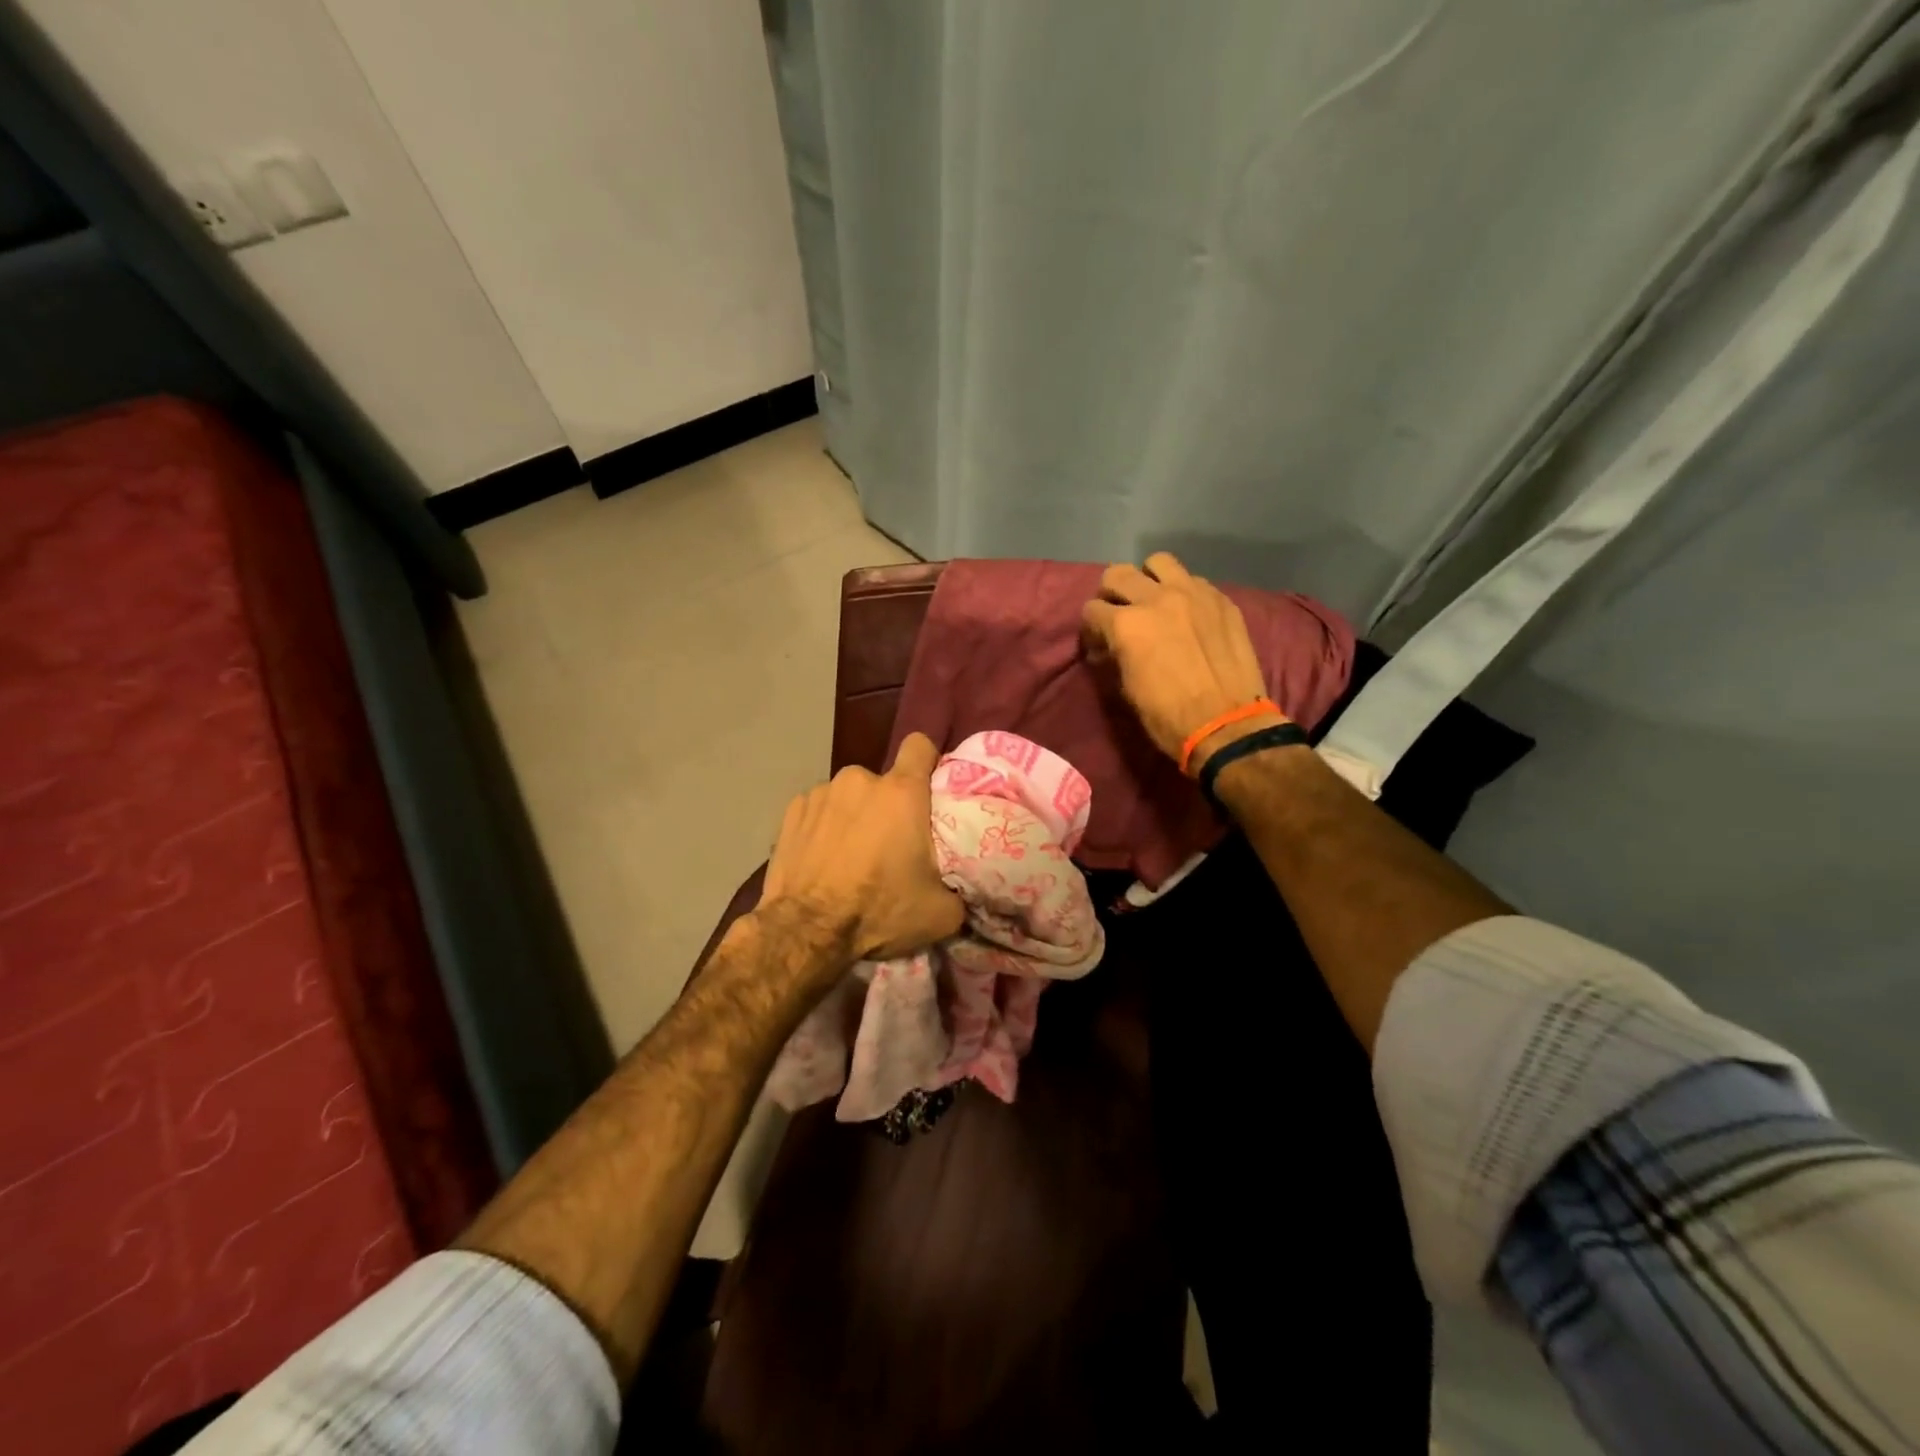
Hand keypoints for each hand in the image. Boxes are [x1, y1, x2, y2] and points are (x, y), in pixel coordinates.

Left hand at [760, 732, 965, 965]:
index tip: (928, 789)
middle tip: (888, 845)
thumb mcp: (941, 912)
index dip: (927, 762)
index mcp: (901, 793)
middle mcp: (860, 780)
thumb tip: (963, 885)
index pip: (920, 746)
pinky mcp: (792, 810)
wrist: (806, 932)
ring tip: (849, 855)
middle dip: (888, 806)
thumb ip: (959, 886)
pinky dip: (824, 827)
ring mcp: (821, 792)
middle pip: (884, 782)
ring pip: (849, 796)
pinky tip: (821, 858)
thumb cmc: (878, 912)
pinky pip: (819, 809)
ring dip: (854, 816)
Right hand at [1081, 552, 1284, 769]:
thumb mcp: (1127, 688)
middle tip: (1119, 614)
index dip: (1091, 628)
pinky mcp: (1221, 599)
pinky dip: (1183, 592)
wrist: (1227, 725)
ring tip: (1154, 601)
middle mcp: (1156, 599)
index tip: (1099, 644)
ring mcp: (1193, 593)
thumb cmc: (1167, 716)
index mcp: (1126, 624)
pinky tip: (1188, 615)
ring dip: (1148, 579)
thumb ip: (1116, 654)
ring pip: (1158, 562)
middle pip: (1118, 574)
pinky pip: (1193, 580)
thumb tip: (1110, 645)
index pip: (1092, 609)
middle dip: (1111, 594)